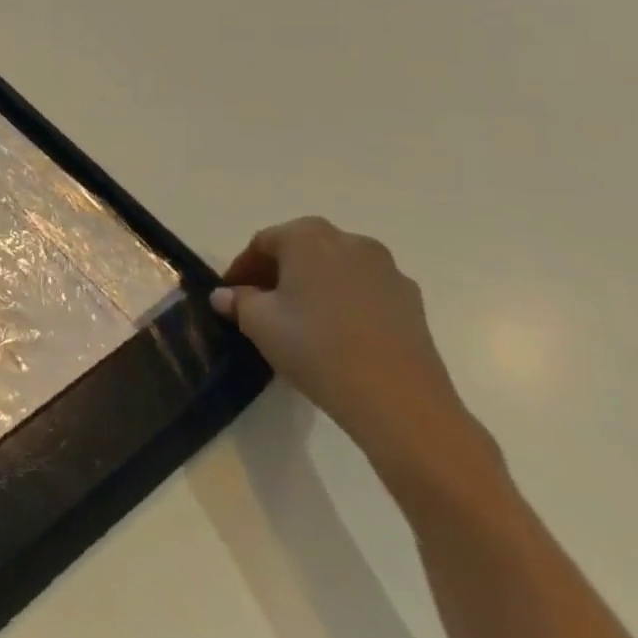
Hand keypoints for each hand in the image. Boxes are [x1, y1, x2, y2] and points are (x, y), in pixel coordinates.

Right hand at [211, 217, 482, 479]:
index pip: (263, 243)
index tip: (231, 295)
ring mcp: (387, 270)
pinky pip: (364, 291)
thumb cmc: (316, 347)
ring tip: (299, 322)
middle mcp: (350, 241)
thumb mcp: (259, 323)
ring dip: (313, 286)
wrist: (399, 401)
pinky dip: (344, 303)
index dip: (242, 268)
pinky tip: (336, 335)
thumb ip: (238, 301)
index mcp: (308, 236)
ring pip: (335, 269)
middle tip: (260, 305)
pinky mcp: (412, 301)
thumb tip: (225, 296)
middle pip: (302, 250)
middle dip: (278, 273)